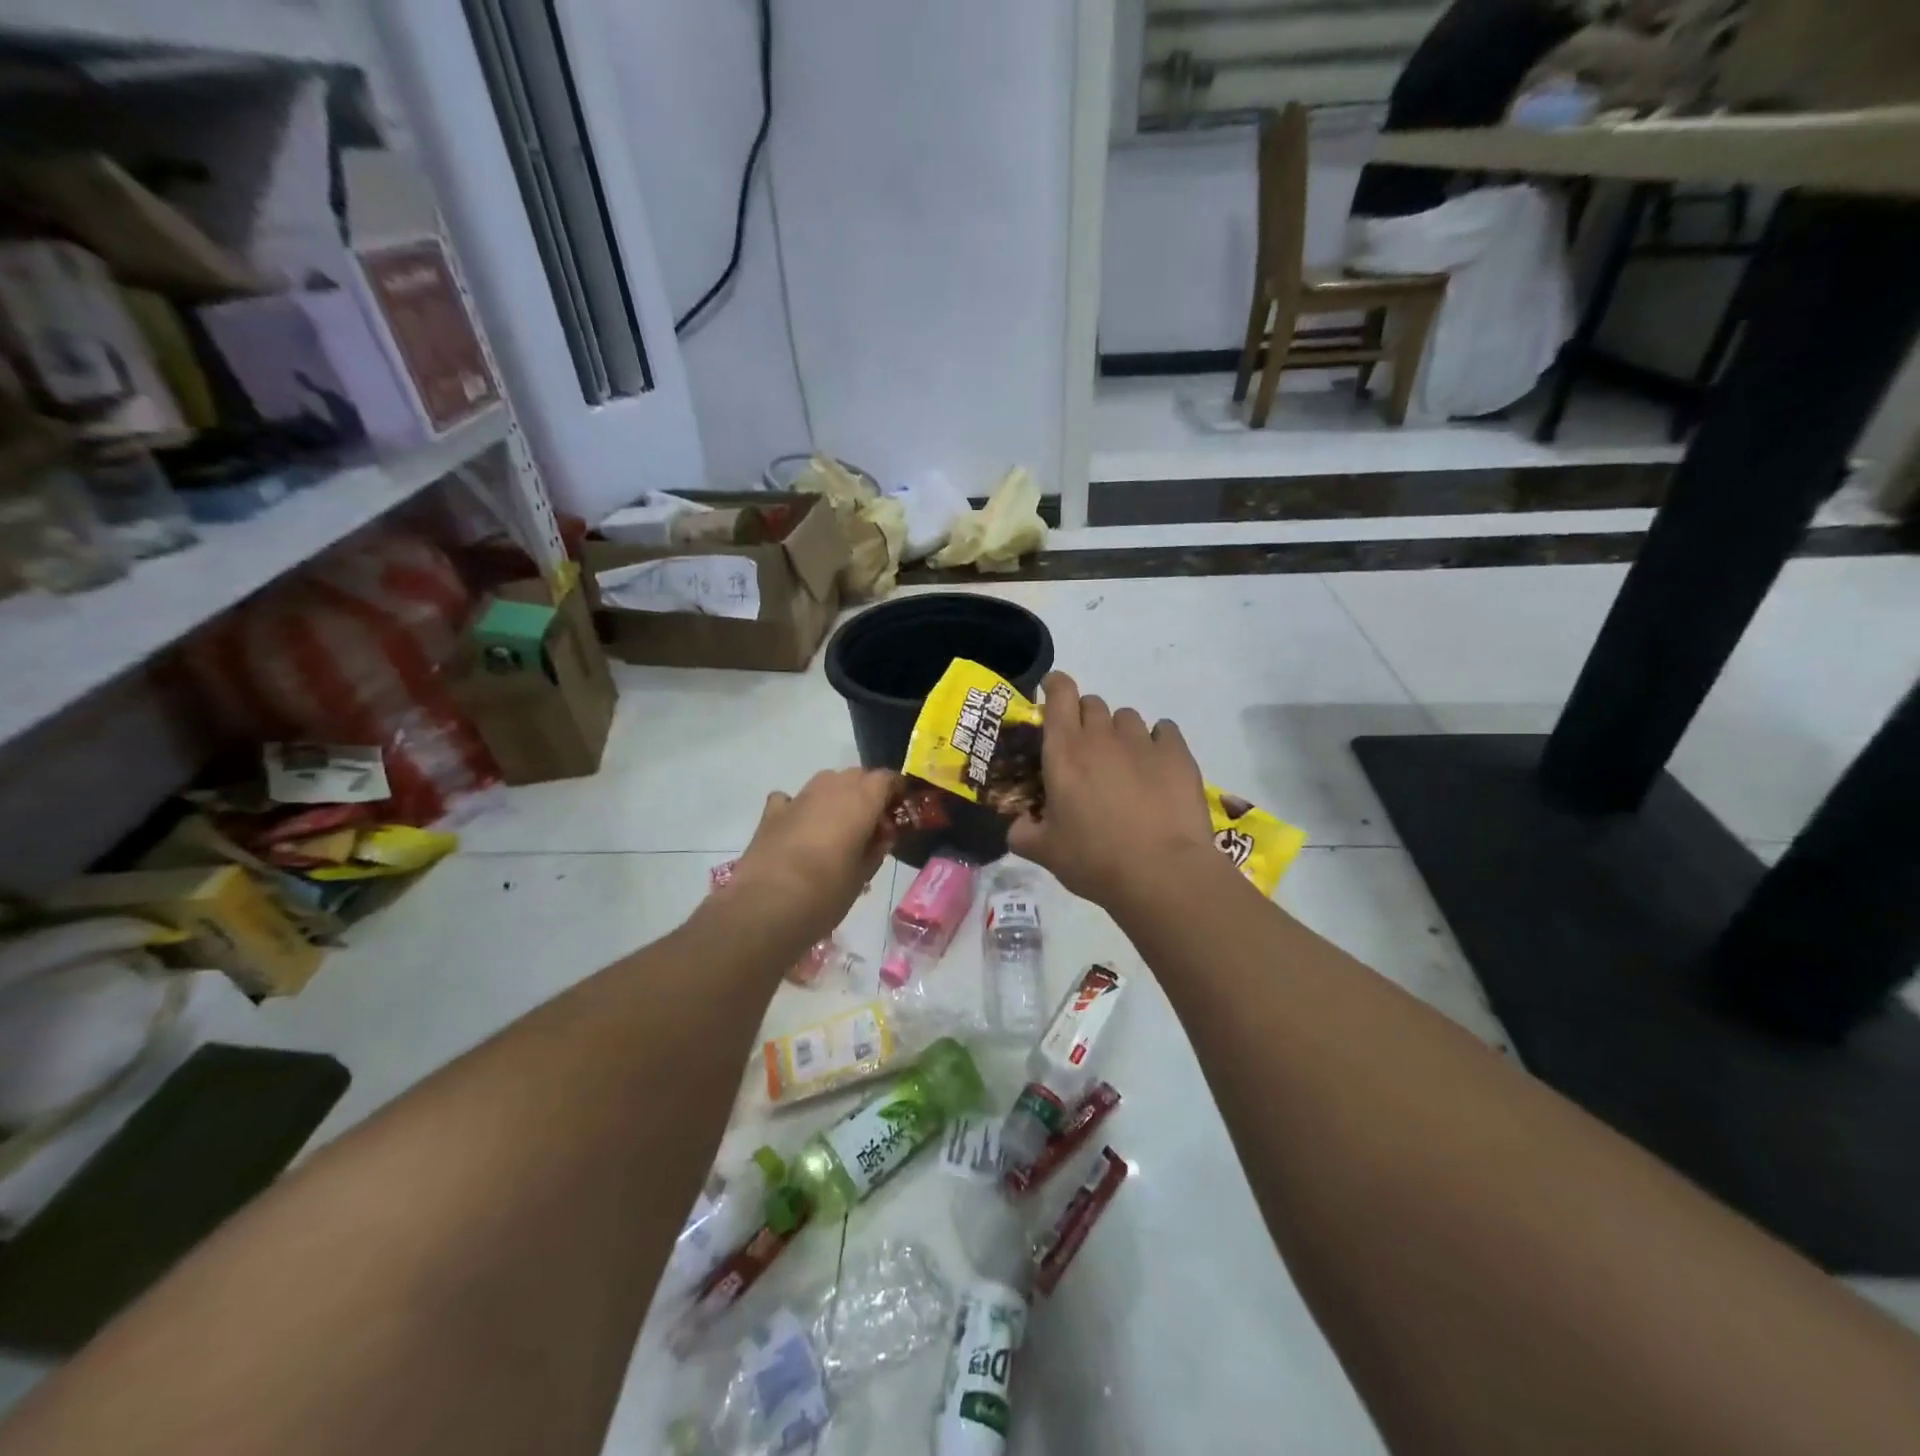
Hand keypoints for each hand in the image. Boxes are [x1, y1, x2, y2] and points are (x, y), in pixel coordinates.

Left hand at [718, 768, 896, 947]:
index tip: (900, 808)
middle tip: (872, 822)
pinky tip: (800, 827)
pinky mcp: (772, 813)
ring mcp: (798, 798)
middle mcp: (830, 789)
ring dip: (837, 796)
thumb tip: (882, 834)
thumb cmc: (826, 893)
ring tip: (838, 826)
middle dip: (867, 792)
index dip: (896, 789)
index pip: (886, 778)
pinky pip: (792, 799)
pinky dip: (800, 807)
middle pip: (856, 775)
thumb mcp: (863, 876)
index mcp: (860, 801)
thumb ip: (876, 848)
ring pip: (826, 781)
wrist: (767, 906)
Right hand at [1008, 672, 1220, 907]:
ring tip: (1124, 764)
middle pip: (1092, 704)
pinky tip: (1157, 766)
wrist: (1161, 873)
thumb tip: (1018, 825)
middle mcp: (1102, 736)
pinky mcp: (1177, 754)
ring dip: (1120, 732)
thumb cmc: (1094, 859)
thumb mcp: (1045, 852)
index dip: (1055, 686)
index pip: (1059, 694)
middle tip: (1086, 752)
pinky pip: (1164, 730)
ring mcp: (1142, 742)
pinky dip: (1157, 741)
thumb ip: (1023, 832)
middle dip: (1085, 718)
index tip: (1052, 693)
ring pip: (1127, 717)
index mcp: (1064, 751)